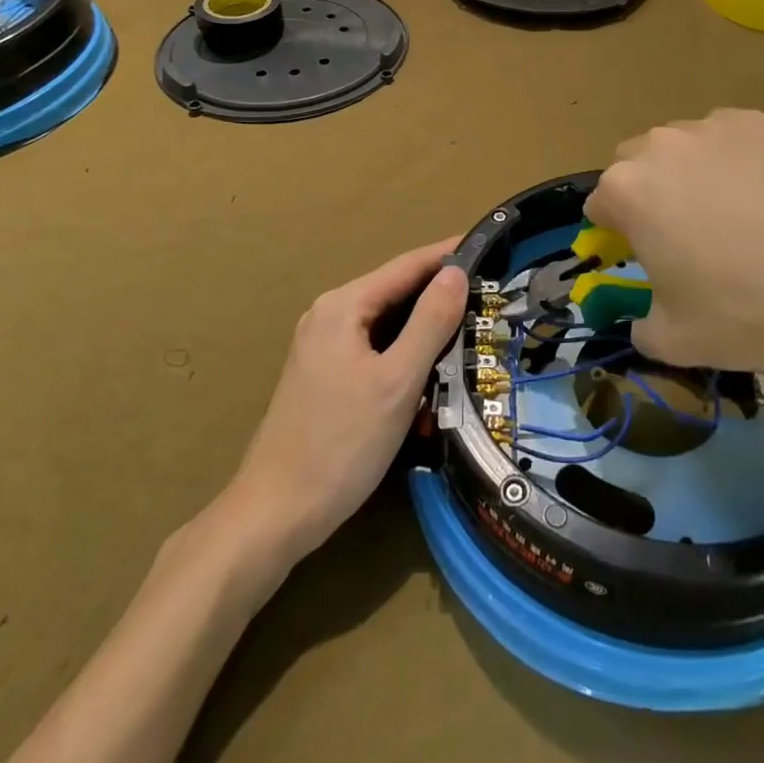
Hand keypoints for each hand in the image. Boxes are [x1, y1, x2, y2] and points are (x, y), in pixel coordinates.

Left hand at [224, 238, 465, 562]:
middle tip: (488, 292)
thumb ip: (430, 322)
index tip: (487, 247)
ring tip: (470, 324)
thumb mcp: (397, 381)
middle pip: (395, 292)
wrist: (275, 515)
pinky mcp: (324, 374)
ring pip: (386, 322)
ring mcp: (322, 346)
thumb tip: (456, 272)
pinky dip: (404, 350)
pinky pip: (374, 347)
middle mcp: (329, 315)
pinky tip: (430, 366)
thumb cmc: (341, 444)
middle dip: (439, 292)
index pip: (406, 266)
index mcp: (343, 306)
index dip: (448, 255)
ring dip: (424, 325)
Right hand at [587, 110, 763, 383]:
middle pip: (633, 165)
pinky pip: (725, 138)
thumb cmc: (745, 307)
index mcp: (627, 191)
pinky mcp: (752, 120)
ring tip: (731, 211)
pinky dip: (731, 160)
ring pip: (679, 147)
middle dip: (647, 193)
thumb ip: (641, 326)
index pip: (600, 205)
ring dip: (687, 172)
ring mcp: (708, 126)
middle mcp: (658, 146)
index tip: (644, 256)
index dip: (617, 234)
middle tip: (684, 233)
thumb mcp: (676, 340)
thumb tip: (642, 317)